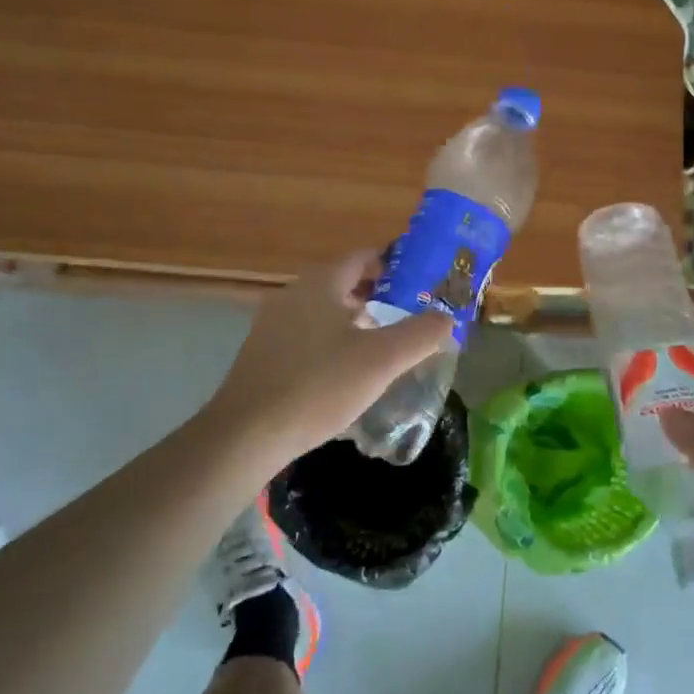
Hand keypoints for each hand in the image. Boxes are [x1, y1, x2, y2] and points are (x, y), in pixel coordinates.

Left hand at [201, 252, 455, 473]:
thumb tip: (446, 317)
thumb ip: (421, 334)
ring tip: (384, 346)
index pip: (362, 257)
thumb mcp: (382, 360)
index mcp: (321, 283)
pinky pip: (307, 335)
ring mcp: (273, 324)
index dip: (393, 265)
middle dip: (378, 296)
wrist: (246, 435)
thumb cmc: (319, 386)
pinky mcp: (263, 354)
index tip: (420, 282)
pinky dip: (332, 342)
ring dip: (355, 321)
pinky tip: (346, 373)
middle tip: (409, 316)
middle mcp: (294, 294)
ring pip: (325, 311)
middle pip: (344, 283)